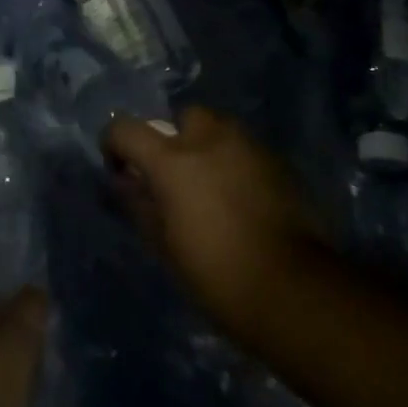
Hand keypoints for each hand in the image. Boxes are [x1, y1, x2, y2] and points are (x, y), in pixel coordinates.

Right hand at [105, 106, 329, 342]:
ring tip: (213, 185)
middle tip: (178, 176)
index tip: (121, 170)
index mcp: (171, 159)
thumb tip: (125, 181)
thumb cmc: (216, 274)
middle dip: (176, 138)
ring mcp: (248, 146)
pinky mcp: (279, 162)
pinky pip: (247, 150)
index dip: (114, 145)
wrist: (293, 290)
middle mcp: (209, 138)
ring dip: (209, 147)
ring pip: (220, 129)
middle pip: (183, 117)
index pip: (125, 129)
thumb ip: (139, 203)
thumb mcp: (164, 245)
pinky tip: (244, 198)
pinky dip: (238, 163)